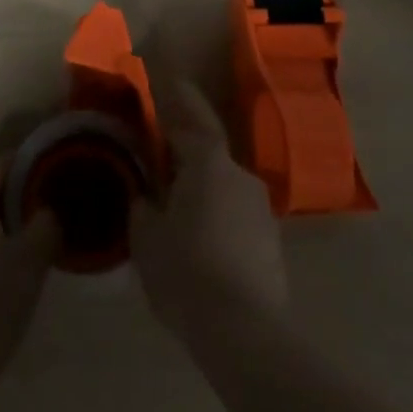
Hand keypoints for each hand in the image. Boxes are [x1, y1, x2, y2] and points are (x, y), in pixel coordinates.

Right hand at [131, 80, 288, 343]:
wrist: (246, 335)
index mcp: (209, 163)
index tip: (168, 76)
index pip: (193, 116)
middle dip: (185, 152)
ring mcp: (260, 210)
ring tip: (174, 207)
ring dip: (200, 189)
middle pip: (208, 152)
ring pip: (222, 186)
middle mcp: (240, 175)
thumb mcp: (146, 237)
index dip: (179, 95)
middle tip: (159, 156)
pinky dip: (215, 217)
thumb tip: (145, 196)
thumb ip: (142, 206)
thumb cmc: (187, 273)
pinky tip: (198, 242)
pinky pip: (234, 216)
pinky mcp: (270, 244)